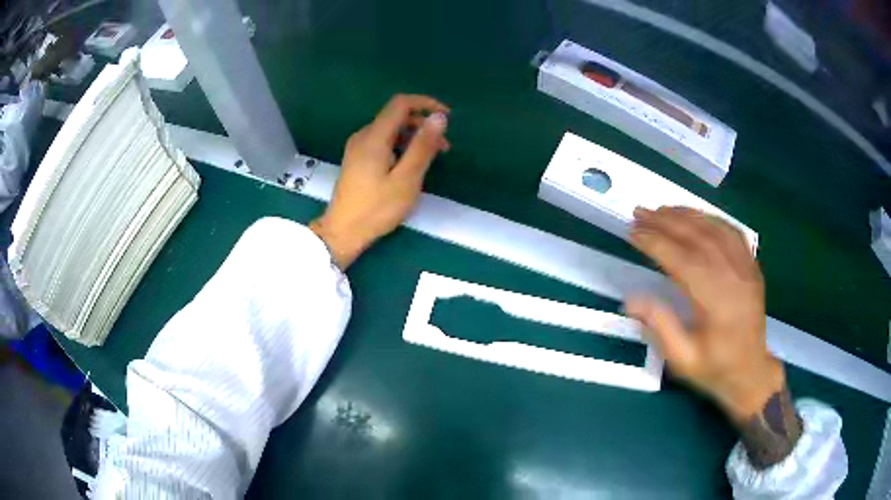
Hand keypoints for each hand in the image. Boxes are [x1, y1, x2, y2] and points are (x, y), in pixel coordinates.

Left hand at [310, 94, 449, 268]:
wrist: (342, 232)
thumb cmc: (376, 209)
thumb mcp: (406, 179)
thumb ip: (422, 146)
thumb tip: (439, 118)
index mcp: (374, 137)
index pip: (400, 103)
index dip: (425, 104)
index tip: (446, 117)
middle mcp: (363, 136)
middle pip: (395, 116)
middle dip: (422, 124)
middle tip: (443, 147)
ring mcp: (357, 147)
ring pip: (389, 129)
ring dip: (413, 136)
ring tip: (431, 157)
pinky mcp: (356, 159)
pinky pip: (382, 141)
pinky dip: (400, 145)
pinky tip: (410, 164)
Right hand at [626, 207, 801, 467]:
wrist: (751, 372)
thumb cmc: (715, 369)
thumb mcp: (682, 359)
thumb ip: (659, 326)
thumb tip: (630, 300)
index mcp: (715, 302)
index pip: (680, 260)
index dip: (654, 243)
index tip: (631, 232)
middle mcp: (733, 277)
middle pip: (697, 237)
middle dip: (665, 221)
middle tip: (639, 212)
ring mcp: (746, 268)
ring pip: (714, 229)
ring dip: (686, 215)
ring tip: (661, 209)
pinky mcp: (752, 266)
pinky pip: (732, 232)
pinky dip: (711, 219)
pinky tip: (696, 217)